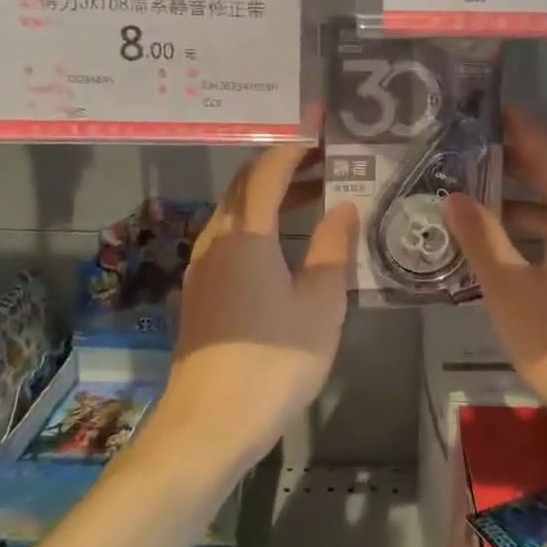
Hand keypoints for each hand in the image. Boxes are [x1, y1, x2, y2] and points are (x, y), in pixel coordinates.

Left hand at [149, 143, 359, 475]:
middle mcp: (217, 240)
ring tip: (316, 189)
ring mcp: (204, 267)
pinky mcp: (202, 291)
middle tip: (326, 153)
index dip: (294, 141)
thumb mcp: (319, 304)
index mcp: (245, 235)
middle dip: (284, 162)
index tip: (319, 120)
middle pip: (246, 184)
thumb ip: (332, 248)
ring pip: (237, 211)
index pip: (268, 170)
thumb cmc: (273, 361)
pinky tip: (286, 238)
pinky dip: (261, 221)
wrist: (208, 426)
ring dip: (272, 193)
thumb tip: (343, 206)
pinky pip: (232, 236)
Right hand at [442, 107, 546, 460]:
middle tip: (466, 158)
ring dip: (521, 209)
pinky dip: (538, 237)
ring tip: (477, 209)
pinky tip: (510, 256)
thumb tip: (455, 196)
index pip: (546, 154)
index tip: (491, 108)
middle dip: (512, 168)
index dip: (518, 129)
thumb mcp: (513, 293)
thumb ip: (483, 241)